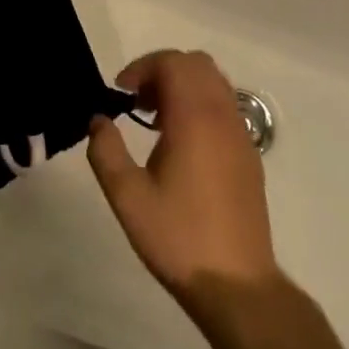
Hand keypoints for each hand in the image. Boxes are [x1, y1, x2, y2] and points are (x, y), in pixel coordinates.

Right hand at [87, 50, 277, 313]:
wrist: (237, 286)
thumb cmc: (178, 238)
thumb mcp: (127, 196)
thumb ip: (106, 151)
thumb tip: (99, 121)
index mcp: (194, 118)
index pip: (173, 62)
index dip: (142, 67)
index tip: (120, 93)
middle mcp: (223, 117)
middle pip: (197, 64)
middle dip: (163, 71)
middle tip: (137, 101)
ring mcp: (241, 135)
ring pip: (215, 83)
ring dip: (183, 87)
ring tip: (156, 120)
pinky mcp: (249, 156)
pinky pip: (225, 108)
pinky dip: (201, 106)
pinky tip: (181, 145)